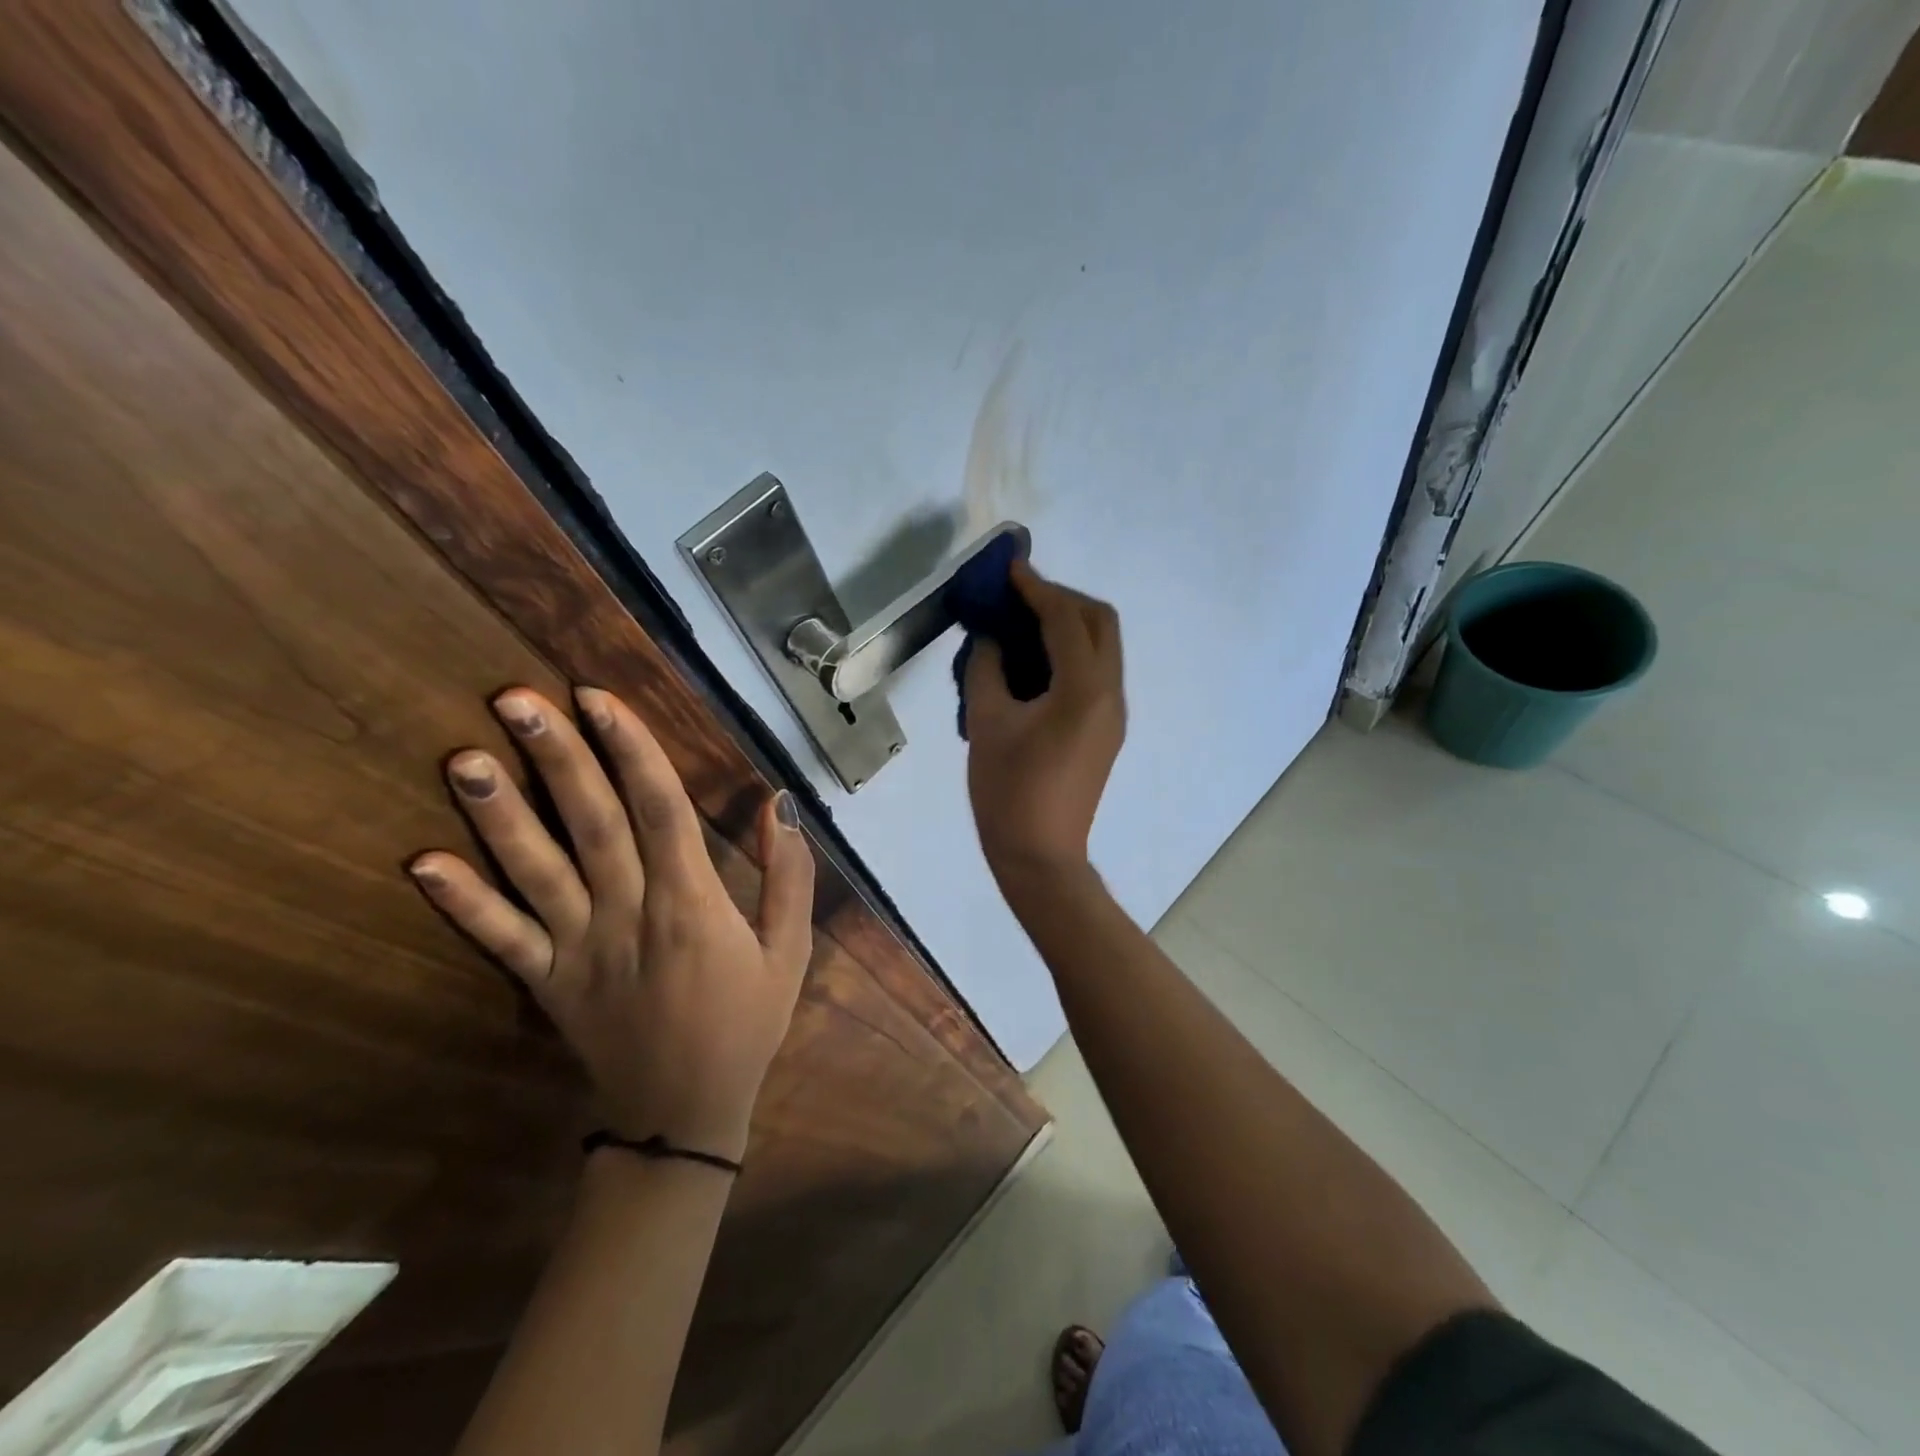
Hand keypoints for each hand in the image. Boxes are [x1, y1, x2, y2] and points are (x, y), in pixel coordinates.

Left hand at [408, 687, 814, 1162]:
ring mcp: (579, 950)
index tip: (599, 699)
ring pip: (537, 872)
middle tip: (517, 700)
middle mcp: (630, 915)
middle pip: (591, 824)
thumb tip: (779, 806)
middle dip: (557, 758)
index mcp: (692, 905)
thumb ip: (788, 878)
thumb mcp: (789, 952)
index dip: (631, 750)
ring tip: (462, 759)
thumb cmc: (746, 1023)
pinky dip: (462, 902)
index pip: (660, 810)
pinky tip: (422, 862)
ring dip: (500, 815)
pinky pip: (501, 939)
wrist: (684, 1115)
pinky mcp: (547, 984)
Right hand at [964, 562, 1125, 884]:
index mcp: (1084, 690)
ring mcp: (1114, 713)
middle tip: (1019, 597)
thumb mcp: (986, 723)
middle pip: (1100, 622)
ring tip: (1023, 623)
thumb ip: (987, 668)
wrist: (1040, 856)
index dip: (1037, 587)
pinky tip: (1035, 663)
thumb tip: (991, 638)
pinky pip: (1096, 672)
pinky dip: (1071, 653)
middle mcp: (1111, 693)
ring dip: (1069, 624)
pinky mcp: (1107, 729)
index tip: (1009, 568)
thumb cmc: (1008, 792)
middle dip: (1062, 598)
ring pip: (1103, 646)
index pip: (1066, 618)